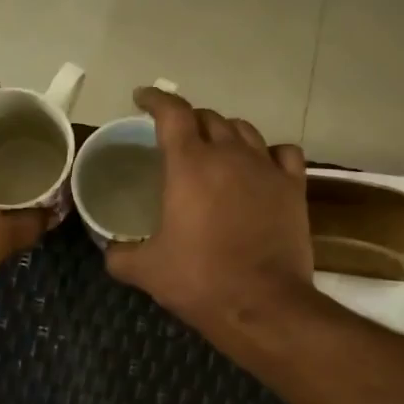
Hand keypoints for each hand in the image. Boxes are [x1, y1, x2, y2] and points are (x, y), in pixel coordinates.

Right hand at [105, 87, 313, 334]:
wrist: (262, 305)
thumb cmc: (199, 280)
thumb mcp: (146, 270)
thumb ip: (119, 253)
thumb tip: (110, 248)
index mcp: (189, 165)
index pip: (172, 113)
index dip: (155, 99)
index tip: (142, 98)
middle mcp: (229, 155)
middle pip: (208, 118)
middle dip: (188, 120)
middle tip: (175, 136)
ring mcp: (266, 169)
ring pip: (245, 130)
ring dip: (225, 132)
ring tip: (215, 148)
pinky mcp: (293, 188)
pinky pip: (283, 153)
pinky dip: (268, 152)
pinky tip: (260, 165)